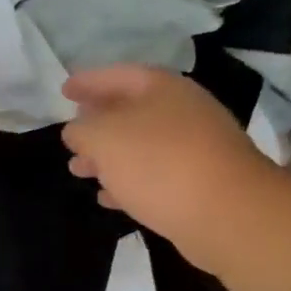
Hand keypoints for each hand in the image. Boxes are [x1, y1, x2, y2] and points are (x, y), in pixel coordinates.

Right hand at [61, 64, 278, 269]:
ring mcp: (194, 149)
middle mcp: (182, 112)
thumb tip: (76, 131)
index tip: (63, 91)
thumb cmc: (158, 163)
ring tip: (79, 170)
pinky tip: (107, 197)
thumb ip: (82, 129)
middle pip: (131, 111)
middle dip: (97, 123)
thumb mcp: (104, 138)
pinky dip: (128, 182)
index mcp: (162, 89)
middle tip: (70, 135)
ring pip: (140, 146)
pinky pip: (154, 176)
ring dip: (108, 157)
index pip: (118, 75)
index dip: (88, 81)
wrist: (227, 214)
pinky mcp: (199, 184)